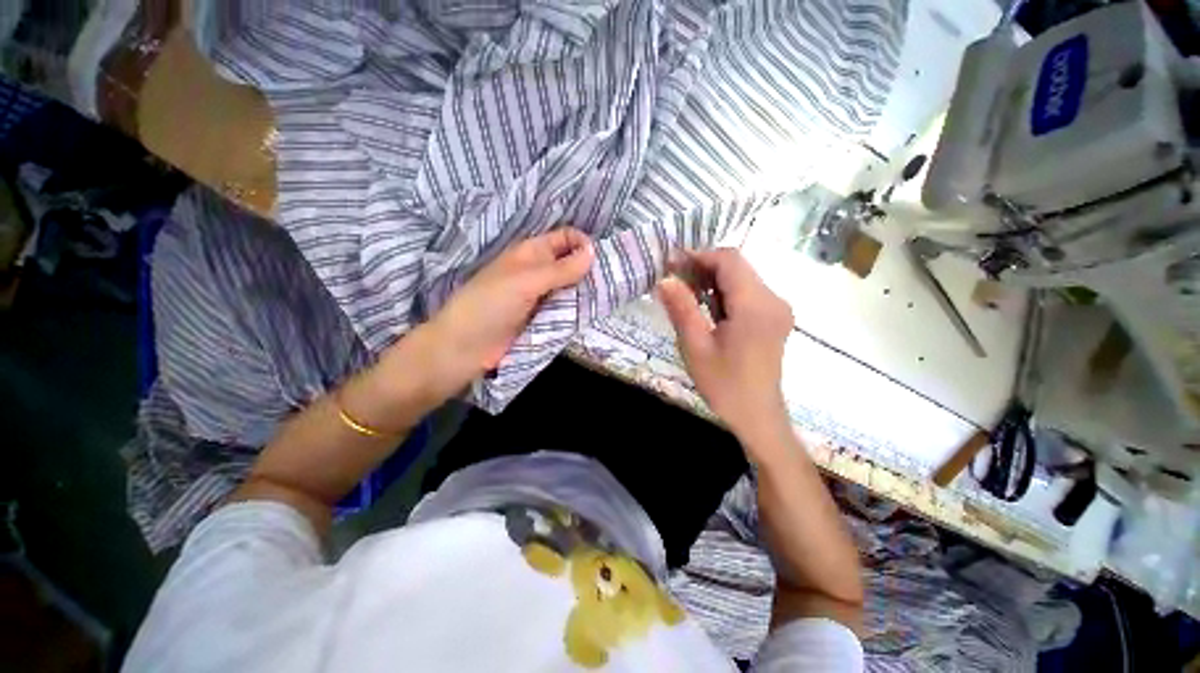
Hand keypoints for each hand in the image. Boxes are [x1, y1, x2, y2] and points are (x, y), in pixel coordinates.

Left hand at [417, 226, 593, 394]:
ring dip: (586, 291)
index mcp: (531, 253)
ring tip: (608, 297)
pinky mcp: (543, 317)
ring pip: (571, 287)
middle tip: (612, 281)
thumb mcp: (526, 281)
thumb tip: (593, 251)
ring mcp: (542, 296)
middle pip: (571, 263)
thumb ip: (560, 269)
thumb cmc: (490, 305)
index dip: (583, 243)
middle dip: (590, 269)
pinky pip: (566, 308)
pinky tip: (593, 312)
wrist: (466, 347)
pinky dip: (578, 309)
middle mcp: (539, 271)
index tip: (602, 260)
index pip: (565, 238)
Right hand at [658, 249, 792, 444]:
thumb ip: (681, 309)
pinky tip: (704, 306)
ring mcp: (777, 308)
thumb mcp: (696, 347)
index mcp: (756, 305)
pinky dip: (723, 293)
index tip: (671, 263)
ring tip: (683, 292)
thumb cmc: (724, 385)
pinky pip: (747, 293)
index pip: (729, 261)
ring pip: (741, 278)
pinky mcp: (774, 317)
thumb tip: (664, 278)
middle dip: (703, 267)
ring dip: (712, 280)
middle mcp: (773, 299)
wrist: (757, 416)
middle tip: (672, 278)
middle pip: (737, 266)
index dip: (699, 255)